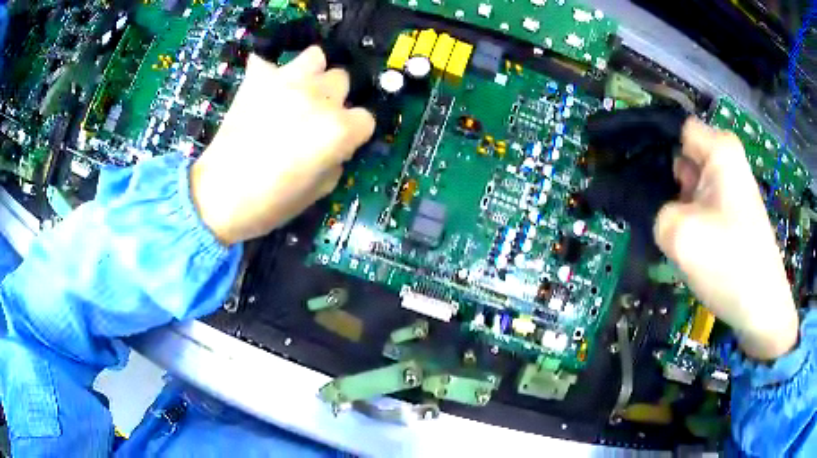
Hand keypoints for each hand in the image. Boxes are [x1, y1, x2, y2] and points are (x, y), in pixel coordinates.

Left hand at [191, 46, 374, 245]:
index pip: (366, 118)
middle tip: (313, 118)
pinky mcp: (257, 79)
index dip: (354, 133)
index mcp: (338, 129)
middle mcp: (319, 97)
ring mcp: (287, 81)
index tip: (340, 143)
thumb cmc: (271, 203)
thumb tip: (337, 145)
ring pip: (315, 57)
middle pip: (342, 81)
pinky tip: (262, 91)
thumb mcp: (319, 190)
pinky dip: (269, 74)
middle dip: (333, 99)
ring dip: (311, 74)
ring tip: (296, 93)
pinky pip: (269, 62)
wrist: (219, 197)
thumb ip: (338, 159)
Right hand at [654, 118, 798, 359]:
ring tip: (680, 235)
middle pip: (685, 158)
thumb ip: (658, 211)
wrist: (761, 308)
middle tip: (667, 216)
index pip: (678, 132)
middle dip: (670, 183)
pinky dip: (692, 221)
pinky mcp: (732, 213)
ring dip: (680, 207)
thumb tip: (665, 212)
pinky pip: (702, 206)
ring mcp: (731, 189)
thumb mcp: (679, 234)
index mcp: (721, 150)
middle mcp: (728, 161)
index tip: (649, 183)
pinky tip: (692, 246)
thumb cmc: (728, 263)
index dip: (660, 151)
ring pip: (692, 186)